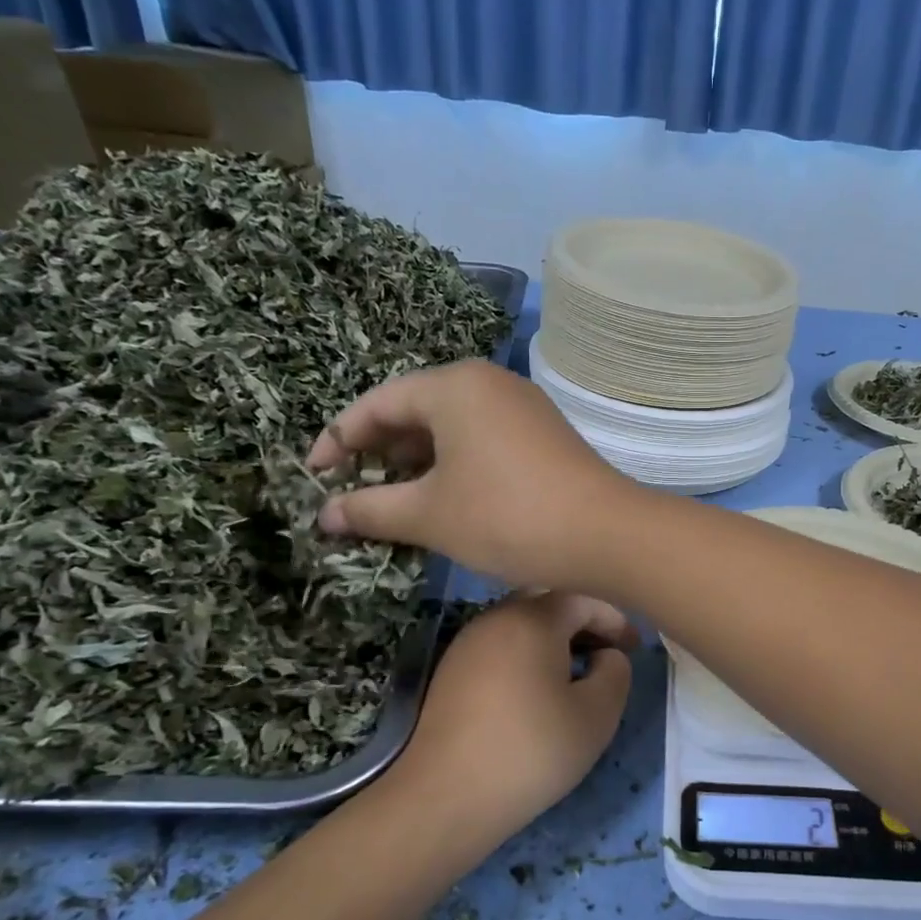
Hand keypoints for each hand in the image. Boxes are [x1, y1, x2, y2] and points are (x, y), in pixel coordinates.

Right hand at [307, 360, 636, 591]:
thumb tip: (325, 515)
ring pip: (451, 428)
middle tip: (353, 492)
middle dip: (379, 452)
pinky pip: (481, 441)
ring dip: (417, 463)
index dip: (338, 440)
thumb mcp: (430, 515)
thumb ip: (370, 508)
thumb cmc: (508, 517)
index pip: (378, 403)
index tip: (314, 478)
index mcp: (454, 386)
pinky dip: (453, 466)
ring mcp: (522, 408)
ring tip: (392, 502)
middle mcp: (489, 384)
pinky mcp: (543, 435)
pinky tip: (443, 500)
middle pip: (415, 410)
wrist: (606, 535)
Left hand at [396, 592, 635, 829]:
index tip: (634, 648)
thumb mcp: (597, 715)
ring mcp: (466, 644)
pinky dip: (526, 656)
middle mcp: (495, 619)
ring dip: (553, 640)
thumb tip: (607, 656)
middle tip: (606, 654)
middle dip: (582, 623)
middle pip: (547, 604)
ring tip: (576, 674)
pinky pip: (499, 647)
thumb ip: (616, 673)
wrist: (447, 797)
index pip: (582, 599)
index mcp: (532, 620)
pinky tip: (537, 692)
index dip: (614, 620)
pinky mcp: (450, 673)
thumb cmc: (532, 751)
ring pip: (520, 625)